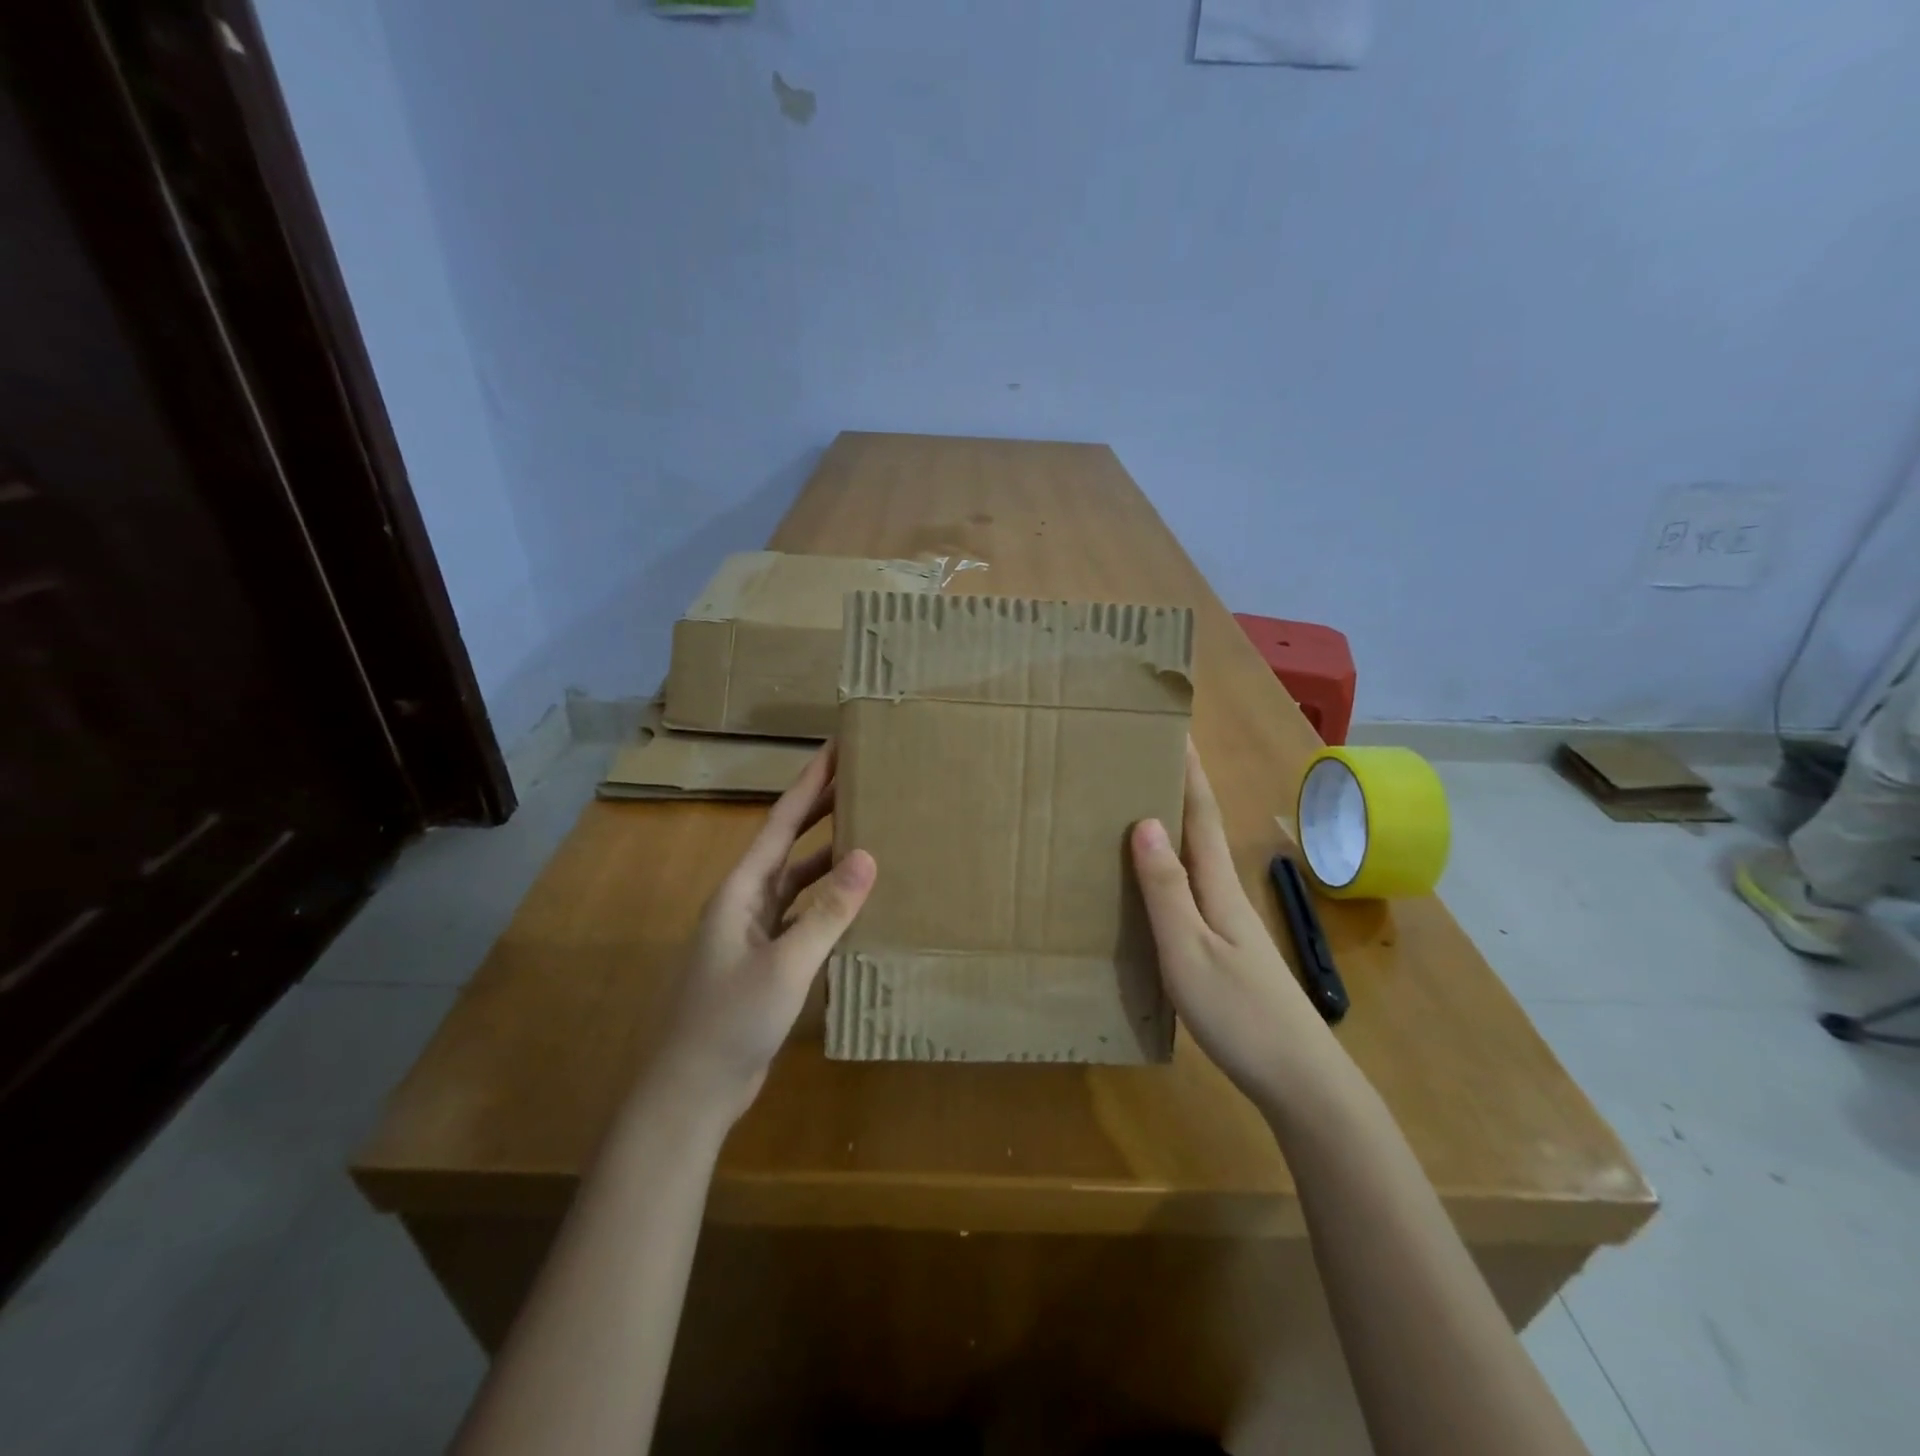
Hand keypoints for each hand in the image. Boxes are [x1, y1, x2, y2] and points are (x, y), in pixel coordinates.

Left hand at [651, 743, 875, 1124]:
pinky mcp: (765, 961)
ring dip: (827, 857)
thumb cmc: (729, 1022)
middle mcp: (746, 902)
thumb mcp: (785, 966)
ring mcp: (754, 933)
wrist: (691, 1093)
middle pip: (789, 843)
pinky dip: (827, 903)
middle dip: (821, 809)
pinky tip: (855, 903)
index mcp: (741, 890)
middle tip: (861, 779)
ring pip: (797, 880)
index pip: (781, 822)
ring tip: (869, 833)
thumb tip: (867, 857)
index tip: (836, 749)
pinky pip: (802, 916)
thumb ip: (827, 913)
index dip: (809, 783)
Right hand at [1130, 741, 1325, 1111]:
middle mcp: (1225, 895)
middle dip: (1179, 788)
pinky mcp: (1228, 950)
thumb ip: (1165, 889)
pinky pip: (1192, 891)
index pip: (1200, 813)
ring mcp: (1230, 924)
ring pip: (1195, 860)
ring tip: (1137, 807)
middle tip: (1143, 758)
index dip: (1189, 770)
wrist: (1301, 1081)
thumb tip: (1144, 821)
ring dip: (1173, 827)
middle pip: (1199, 830)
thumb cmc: (1239, 1014)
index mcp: (1216, 887)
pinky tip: (1153, 883)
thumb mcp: (1188, 951)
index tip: (1174, 727)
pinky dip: (1171, 869)